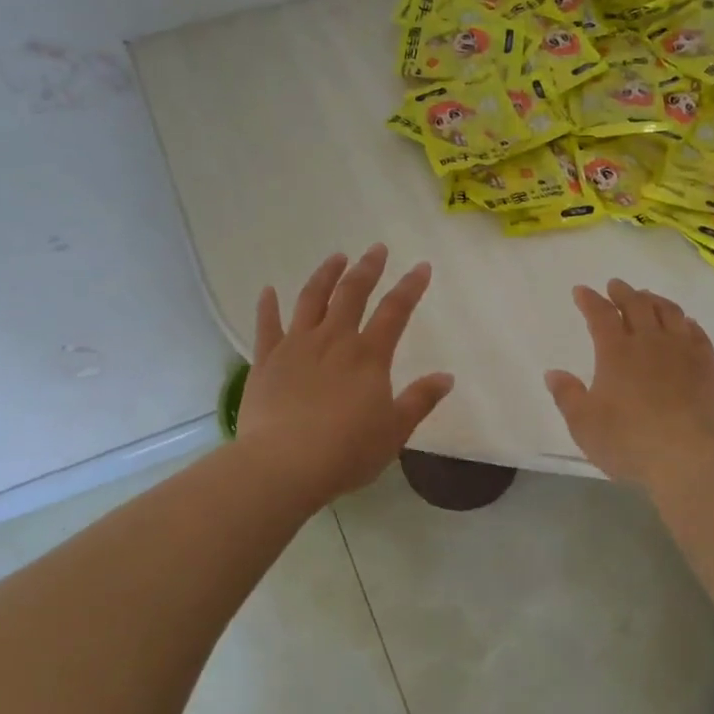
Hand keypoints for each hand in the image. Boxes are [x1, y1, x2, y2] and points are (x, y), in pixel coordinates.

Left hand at [237, 245, 453, 505]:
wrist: (284, 464)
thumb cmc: (347, 451)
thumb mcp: (395, 430)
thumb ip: (420, 400)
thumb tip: (447, 377)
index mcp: (369, 356)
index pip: (395, 311)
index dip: (410, 286)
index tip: (421, 266)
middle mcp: (334, 340)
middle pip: (352, 293)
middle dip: (367, 268)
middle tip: (376, 249)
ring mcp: (296, 347)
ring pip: (311, 299)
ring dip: (325, 275)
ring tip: (336, 257)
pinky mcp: (266, 361)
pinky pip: (267, 326)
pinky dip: (267, 306)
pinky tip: (268, 291)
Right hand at [544, 279, 713, 487]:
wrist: (685, 458)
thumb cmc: (627, 441)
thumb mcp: (583, 424)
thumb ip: (567, 395)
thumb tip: (553, 373)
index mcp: (616, 352)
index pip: (600, 314)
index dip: (589, 300)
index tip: (581, 291)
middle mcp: (650, 342)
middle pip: (637, 305)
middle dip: (623, 292)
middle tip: (616, 286)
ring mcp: (683, 351)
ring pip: (670, 312)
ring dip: (655, 300)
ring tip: (648, 297)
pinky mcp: (708, 366)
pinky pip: (698, 333)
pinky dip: (687, 322)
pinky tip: (686, 323)